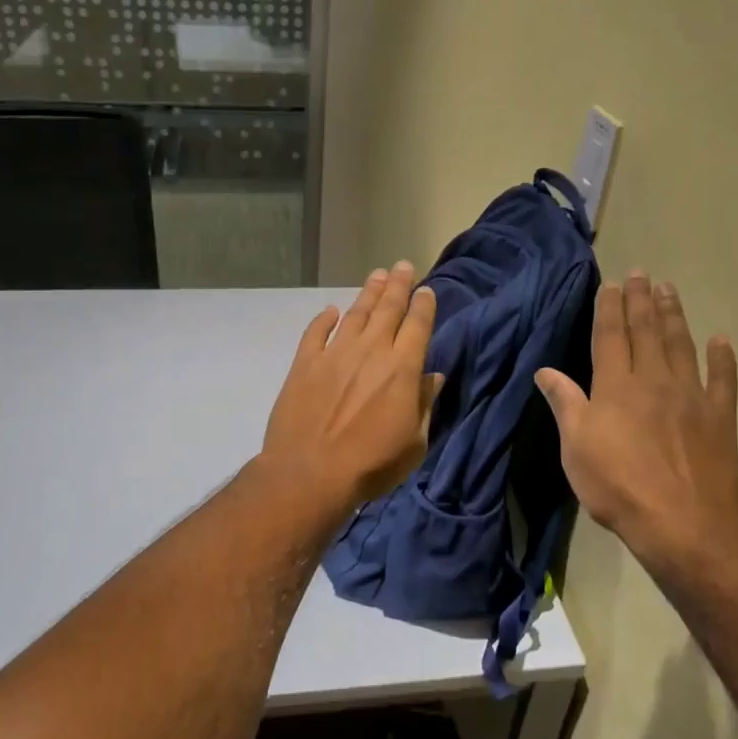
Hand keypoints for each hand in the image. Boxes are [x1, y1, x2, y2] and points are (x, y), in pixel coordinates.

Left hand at [262, 262, 441, 511]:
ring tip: (376, 275)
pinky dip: (324, 319)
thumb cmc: (371, 464)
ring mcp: (334, 354)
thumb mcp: (414, 443)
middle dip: (398, 285)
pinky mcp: (304, 364)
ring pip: (355, 314)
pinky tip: (331, 311)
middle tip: (402, 265)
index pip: (418, 326)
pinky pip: (315, 332)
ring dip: (367, 293)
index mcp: (402, 368)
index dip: (423, 305)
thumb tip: (433, 377)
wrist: (310, 473)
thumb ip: (424, 405)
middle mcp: (371, 351)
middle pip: (387, 309)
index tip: (426, 290)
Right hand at [535, 272, 737, 570]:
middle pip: (646, 332)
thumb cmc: (616, 486)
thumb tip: (545, 371)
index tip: (612, 284)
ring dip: (674, 316)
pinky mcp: (719, 418)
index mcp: (615, 387)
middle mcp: (653, 381)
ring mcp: (691, 397)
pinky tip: (721, 341)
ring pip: (681, 346)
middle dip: (641, 301)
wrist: (680, 523)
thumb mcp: (575, 448)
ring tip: (669, 290)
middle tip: (642, 274)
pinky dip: (723, 359)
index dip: (609, 309)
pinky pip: (723, 381)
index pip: (610, 337)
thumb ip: (564, 404)